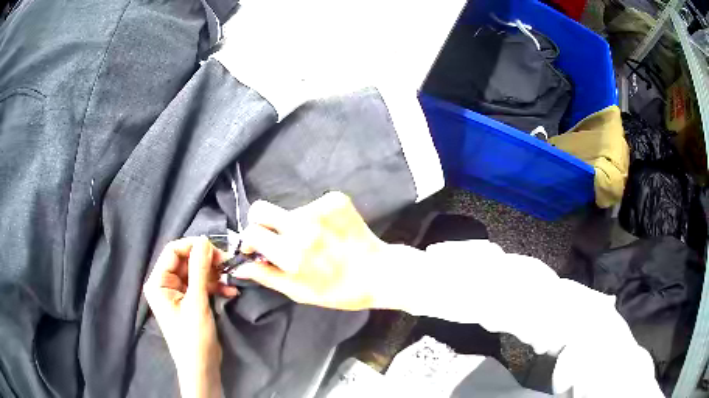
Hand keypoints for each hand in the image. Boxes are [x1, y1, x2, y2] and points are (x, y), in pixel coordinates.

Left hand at [143, 237, 237, 397]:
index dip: (194, 247)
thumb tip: (204, 240)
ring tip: (230, 278)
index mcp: (158, 282)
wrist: (201, 368)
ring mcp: (177, 293)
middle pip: (185, 261)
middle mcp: (165, 284)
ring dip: (213, 274)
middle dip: (206, 261)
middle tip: (227, 263)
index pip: (173, 251)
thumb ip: (199, 269)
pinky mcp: (189, 301)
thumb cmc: (194, 338)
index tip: (217, 250)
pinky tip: (230, 290)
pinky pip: (201, 285)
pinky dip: (215, 286)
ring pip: (196, 272)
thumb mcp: (197, 302)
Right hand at [234, 192, 391, 310]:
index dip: (249, 241)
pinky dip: (313, 217)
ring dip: (291, 223)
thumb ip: (266, 276)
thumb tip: (239, 267)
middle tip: (274, 237)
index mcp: (292, 254)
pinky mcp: (336, 199)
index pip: (251, 232)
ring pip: (288, 209)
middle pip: (260, 208)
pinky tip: (327, 232)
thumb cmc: (339, 290)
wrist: (379, 272)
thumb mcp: (299, 292)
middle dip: (260, 223)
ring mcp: (321, 209)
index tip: (257, 248)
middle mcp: (303, 227)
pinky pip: (310, 204)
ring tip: (313, 241)